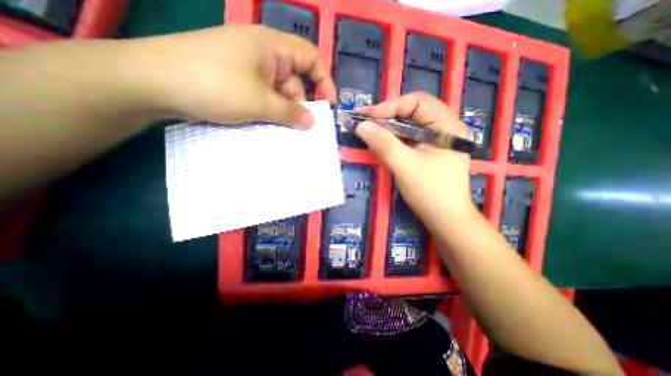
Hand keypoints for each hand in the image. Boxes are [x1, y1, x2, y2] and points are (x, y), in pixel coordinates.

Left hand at [128, 25, 334, 126]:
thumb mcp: (260, 102)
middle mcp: (263, 53)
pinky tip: (268, 124)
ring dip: (283, 111)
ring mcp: (248, 68)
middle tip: (301, 127)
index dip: (324, 80)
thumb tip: (312, 123)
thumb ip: (290, 113)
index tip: (329, 104)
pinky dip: (269, 110)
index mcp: (272, 46)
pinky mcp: (237, 80)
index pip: (310, 58)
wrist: (152, 82)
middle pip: (294, 79)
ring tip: (283, 130)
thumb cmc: (215, 85)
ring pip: (278, 91)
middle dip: (300, 103)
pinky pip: (263, 96)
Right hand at [354, 92, 473, 229]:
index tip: (368, 116)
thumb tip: (361, 125)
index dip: (391, 106)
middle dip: (387, 115)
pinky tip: (381, 141)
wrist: (446, 219)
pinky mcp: (429, 152)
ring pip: (409, 125)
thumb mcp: (405, 166)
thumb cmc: (430, 192)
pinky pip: (408, 138)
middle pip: (413, 112)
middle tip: (364, 121)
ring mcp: (437, 141)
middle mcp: (444, 128)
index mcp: (447, 126)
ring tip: (368, 129)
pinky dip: (393, 138)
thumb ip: (383, 144)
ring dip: (388, 127)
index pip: (418, 102)